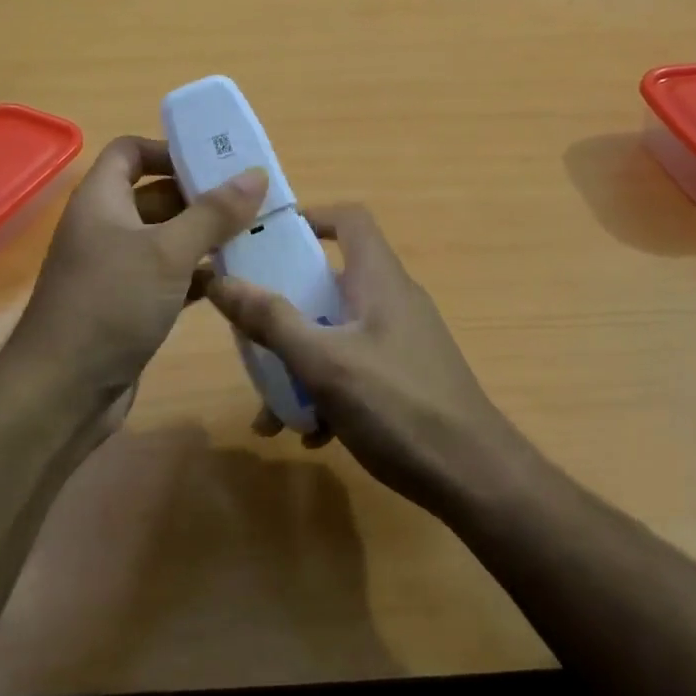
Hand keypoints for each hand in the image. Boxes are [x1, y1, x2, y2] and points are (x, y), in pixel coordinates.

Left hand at [9, 136, 265, 416]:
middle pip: (155, 196)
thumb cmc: (111, 304)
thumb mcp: (168, 252)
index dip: (168, 150)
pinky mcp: (127, 306)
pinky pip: (167, 278)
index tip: (215, 162)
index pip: (130, 152)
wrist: (62, 392)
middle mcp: (105, 228)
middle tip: (252, 200)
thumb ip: (213, 213)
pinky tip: (231, 282)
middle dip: (200, 197)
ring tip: (253, 236)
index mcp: (101, 200)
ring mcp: (114, 270)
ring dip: (204, 238)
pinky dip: (196, 276)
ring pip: (165, 240)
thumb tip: (256, 174)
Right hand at [205, 205, 526, 513]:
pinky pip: (355, 369)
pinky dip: (328, 391)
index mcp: (379, 279)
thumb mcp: (325, 363)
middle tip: (251, 335)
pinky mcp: (406, 378)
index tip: (265, 242)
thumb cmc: (398, 406)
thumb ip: (272, 321)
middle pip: (331, 282)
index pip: (348, 219)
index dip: (309, 218)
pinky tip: (311, 434)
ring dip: (301, 363)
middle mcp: (392, 300)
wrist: (475, 478)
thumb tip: (220, 279)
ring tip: (271, 412)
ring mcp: (402, 341)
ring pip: (337, 333)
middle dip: (286, 309)